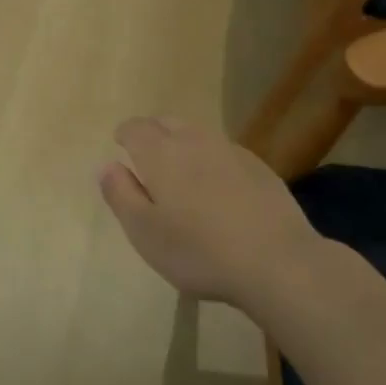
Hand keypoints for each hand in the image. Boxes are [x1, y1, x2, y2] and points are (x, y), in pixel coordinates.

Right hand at [99, 117, 327, 311]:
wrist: (278, 262)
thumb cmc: (199, 251)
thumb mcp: (144, 232)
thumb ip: (120, 194)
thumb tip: (107, 165)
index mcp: (160, 154)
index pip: (135, 128)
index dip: (124, 134)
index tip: (120, 147)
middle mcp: (194, 141)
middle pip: (167, 122)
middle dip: (152, 134)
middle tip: (147, 159)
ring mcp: (231, 151)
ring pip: (197, 134)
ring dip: (183, 144)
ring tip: (181, 173)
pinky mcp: (259, 167)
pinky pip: (224, 151)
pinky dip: (211, 160)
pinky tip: (217, 188)